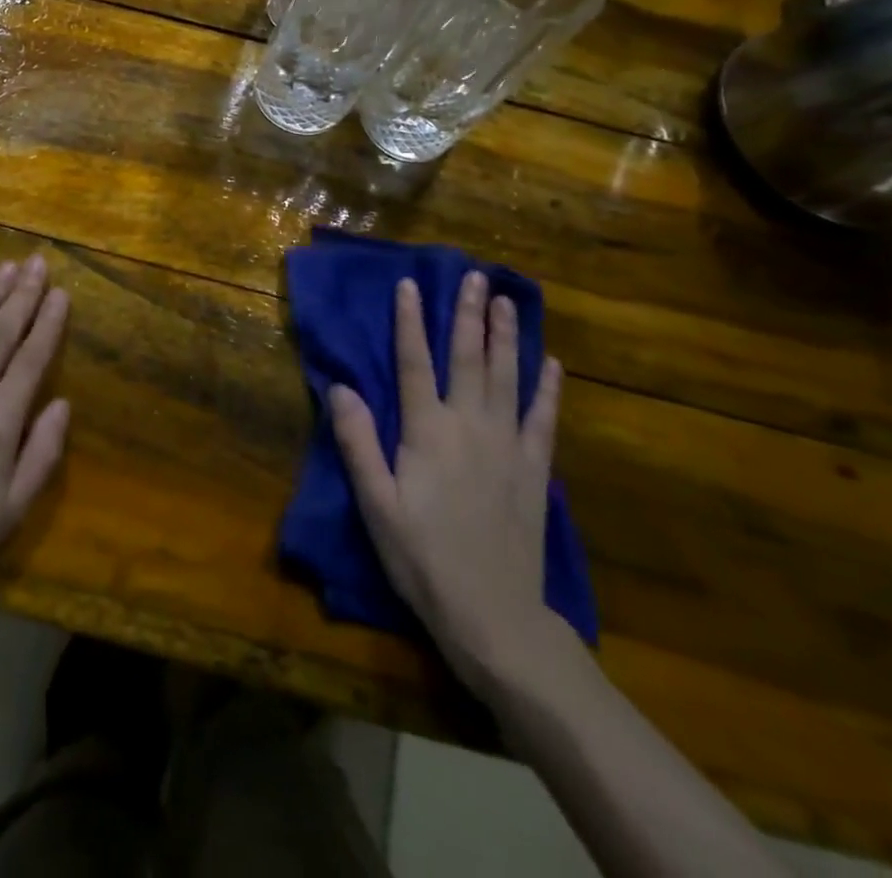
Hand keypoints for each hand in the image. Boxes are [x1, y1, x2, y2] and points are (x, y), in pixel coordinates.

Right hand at [330, 273, 564, 696]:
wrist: (494, 615)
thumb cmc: (423, 557)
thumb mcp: (376, 504)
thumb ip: (357, 442)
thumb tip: (340, 387)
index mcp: (427, 432)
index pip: (414, 363)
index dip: (409, 321)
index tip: (410, 283)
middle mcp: (470, 426)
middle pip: (467, 358)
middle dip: (468, 314)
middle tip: (474, 276)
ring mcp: (508, 446)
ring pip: (507, 377)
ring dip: (506, 336)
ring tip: (507, 301)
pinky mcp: (534, 470)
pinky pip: (543, 418)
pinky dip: (547, 388)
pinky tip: (551, 363)